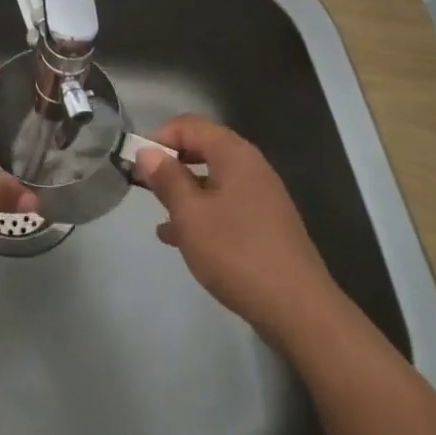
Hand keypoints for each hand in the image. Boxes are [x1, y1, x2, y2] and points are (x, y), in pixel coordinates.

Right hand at [133, 115, 337, 349]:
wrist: (298, 309)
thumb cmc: (236, 252)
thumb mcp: (190, 214)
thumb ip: (167, 179)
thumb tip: (147, 152)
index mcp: (234, 154)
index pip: (190, 125)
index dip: (160, 137)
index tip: (137, 163)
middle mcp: (251, 167)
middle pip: (203, 149)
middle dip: (171, 164)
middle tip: (145, 187)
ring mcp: (262, 197)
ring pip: (213, 181)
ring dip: (184, 192)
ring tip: (158, 215)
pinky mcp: (265, 226)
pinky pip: (226, 206)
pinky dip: (202, 214)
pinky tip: (180, 240)